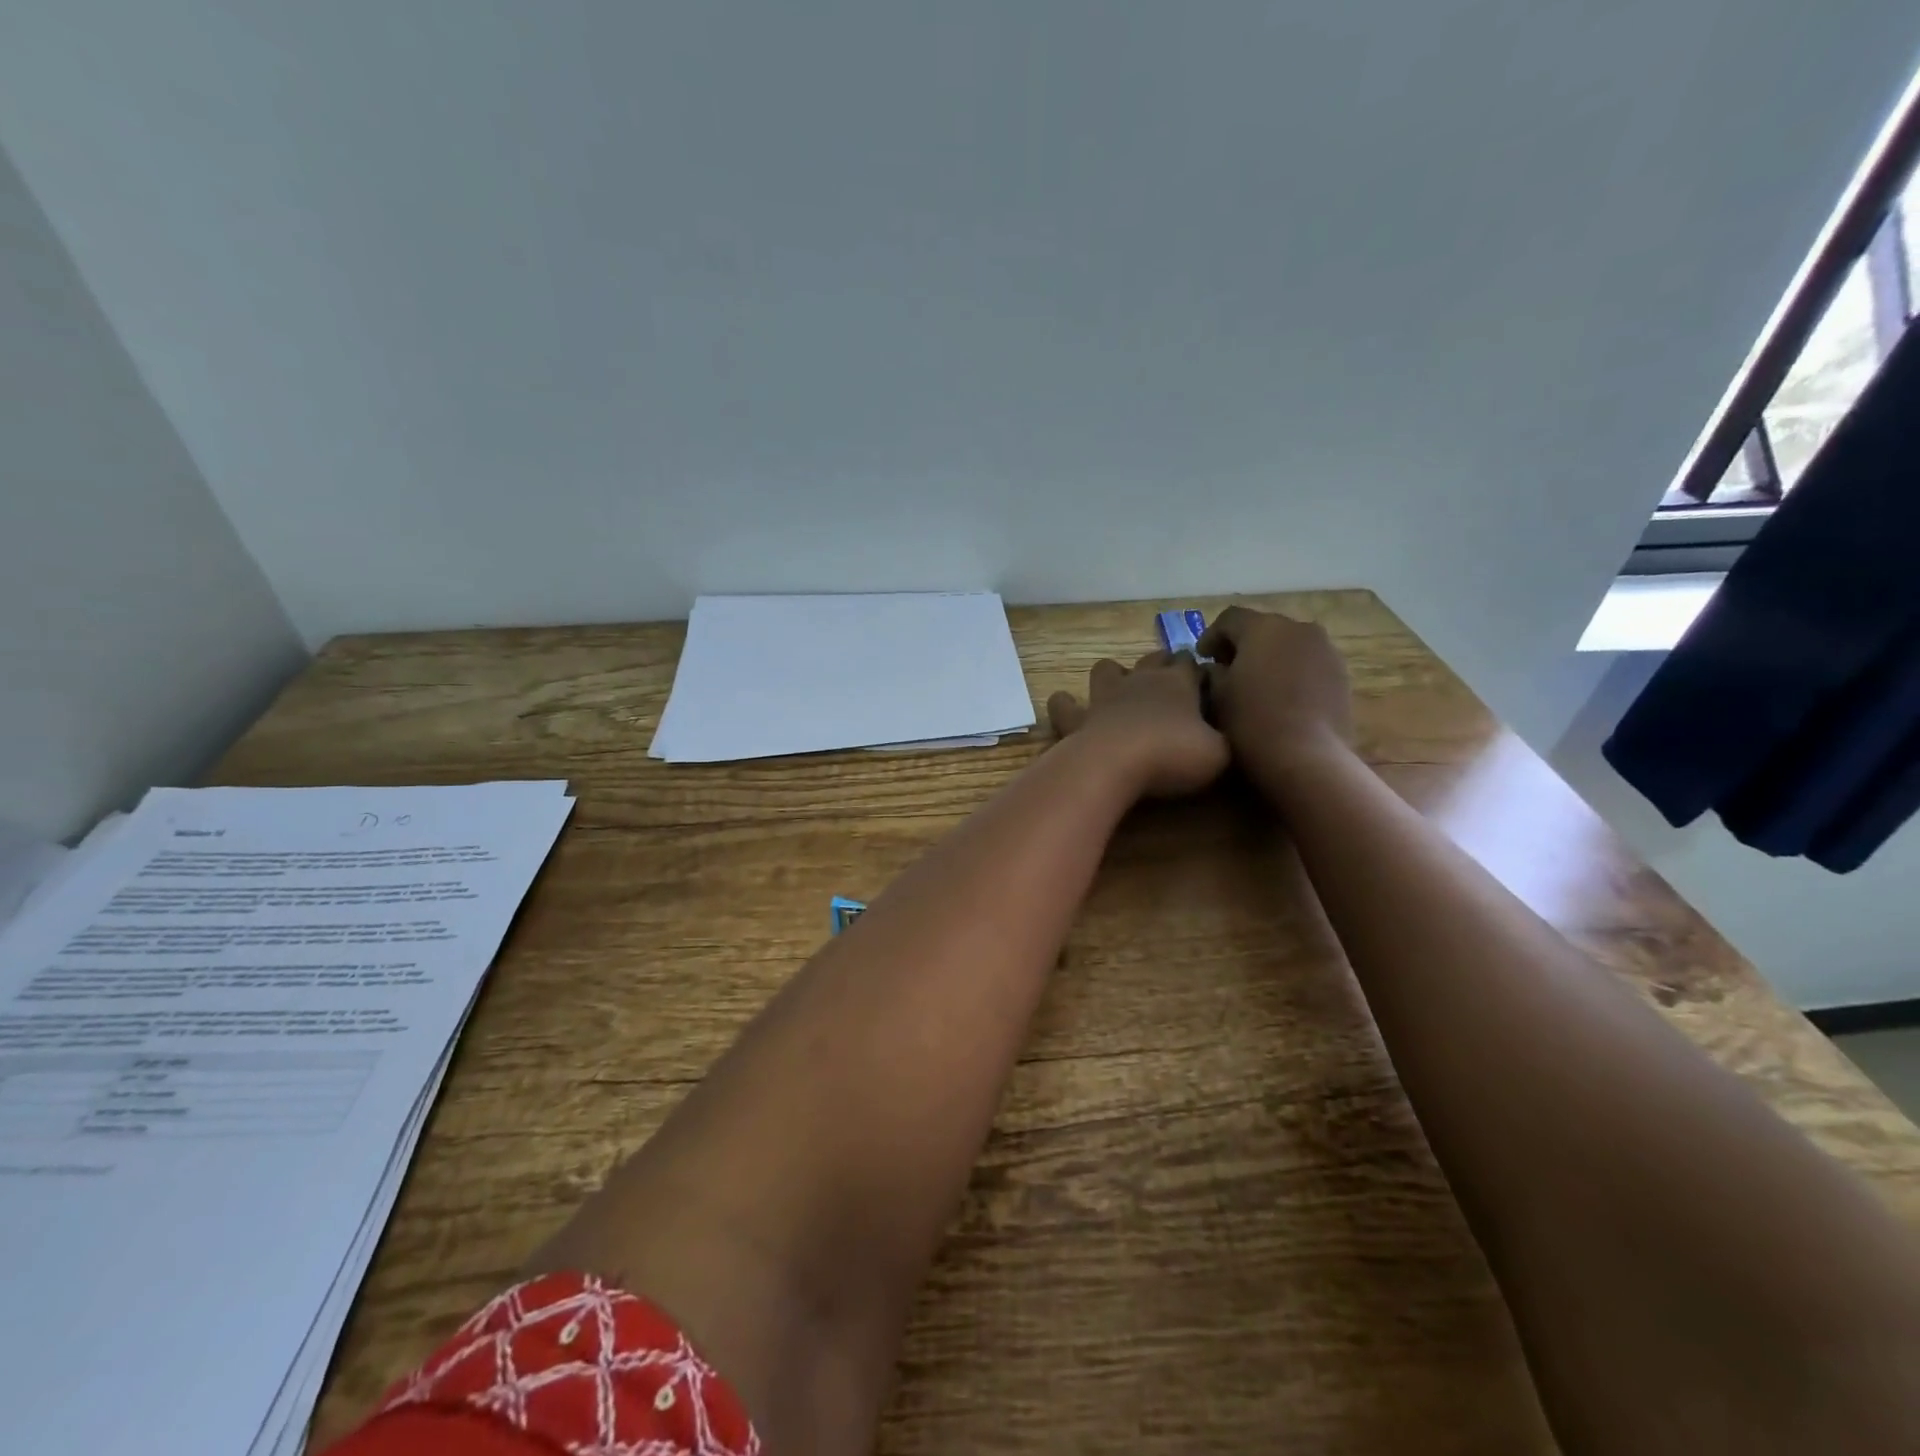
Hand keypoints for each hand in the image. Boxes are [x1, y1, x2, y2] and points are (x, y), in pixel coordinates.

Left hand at [1047, 651, 1229, 797]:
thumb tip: (1224, 736)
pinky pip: (1065, 704)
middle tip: (1171, 683)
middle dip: (1163, 664)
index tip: (1207, 684)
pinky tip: (1066, 707)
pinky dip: (1065, 704)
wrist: (1116, 763)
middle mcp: (1140, 680)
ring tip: (1120, 688)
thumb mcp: (1219, 753)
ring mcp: (1104, 696)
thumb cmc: (1173, 755)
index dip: (1200, 671)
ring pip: (1107, 668)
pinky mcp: (1077, 718)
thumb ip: (1224, 740)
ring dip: (1114, 674)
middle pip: (1154, 658)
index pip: (1193, 664)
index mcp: (1179, 683)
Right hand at [1197, 607, 1354, 783]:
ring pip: (1289, 646)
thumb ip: (1212, 673)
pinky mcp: (1342, 676)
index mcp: (1264, 627)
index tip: (1201, 658)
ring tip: (1256, 687)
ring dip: (1270, 659)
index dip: (1211, 636)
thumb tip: (1217, 668)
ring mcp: (1326, 651)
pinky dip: (1292, 674)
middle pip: (1263, 628)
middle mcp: (1299, 629)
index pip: (1230, 619)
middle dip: (1243, 646)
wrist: (1306, 758)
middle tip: (1226, 671)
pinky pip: (1308, 664)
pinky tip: (1281, 699)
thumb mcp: (1216, 696)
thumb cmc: (1250, 722)